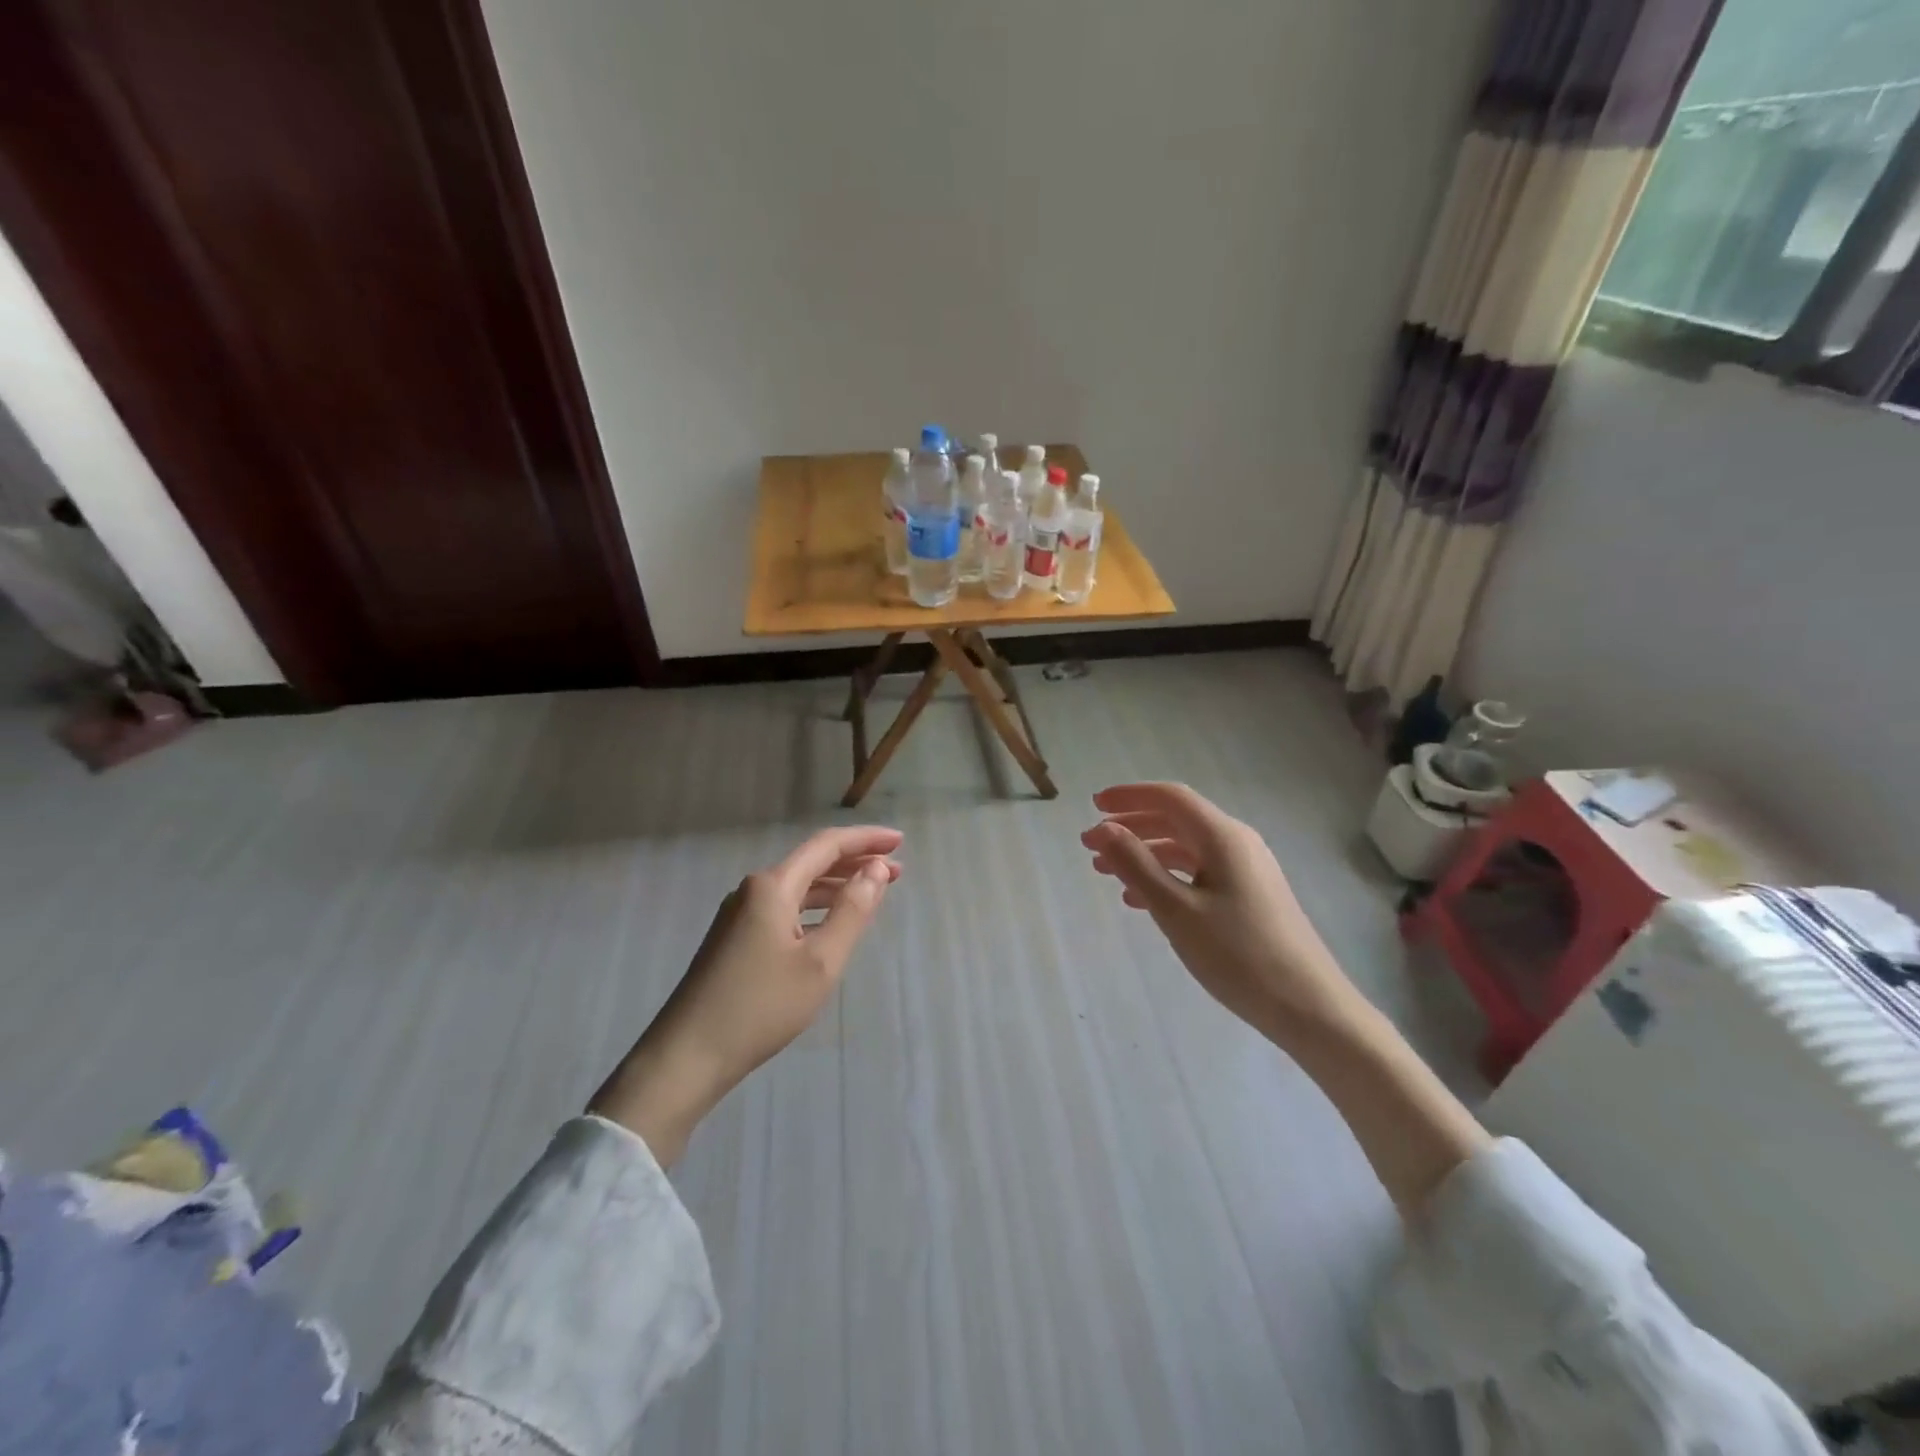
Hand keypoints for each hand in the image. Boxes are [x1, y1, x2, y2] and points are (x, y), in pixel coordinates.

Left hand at [590, 825, 901, 1163]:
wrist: (687, 1055)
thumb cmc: (761, 1007)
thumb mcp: (820, 962)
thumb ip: (853, 911)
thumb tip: (877, 869)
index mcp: (772, 887)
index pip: (826, 846)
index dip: (866, 839)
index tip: (900, 841)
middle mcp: (753, 890)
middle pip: (811, 863)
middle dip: (855, 863)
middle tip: (897, 871)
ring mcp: (739, 915)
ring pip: (798, 888)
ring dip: (836, 887)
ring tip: (873, 893)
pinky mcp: (733, 939)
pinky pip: (784, 909)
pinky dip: (815, 908)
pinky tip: (830, 924)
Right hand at [1082, 783, 1487, 1213]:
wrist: (1310, 1008)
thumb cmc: (1238, 956)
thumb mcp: (1176, 910)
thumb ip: (1136, 865)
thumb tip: (1103, 829)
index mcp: (1223, 837)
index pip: (1170, 797)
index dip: (1128, 796)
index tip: (1092, 806)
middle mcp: (1238, 843)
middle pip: (1177, 819)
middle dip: (1131, 827)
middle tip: (1090, 844)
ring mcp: (1248, 870)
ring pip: (1186, 848)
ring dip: (1145, 854)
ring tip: (1106, 873)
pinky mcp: (1251, 896)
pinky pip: (1200, 872)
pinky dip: (1167, 876)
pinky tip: (1142, 901)